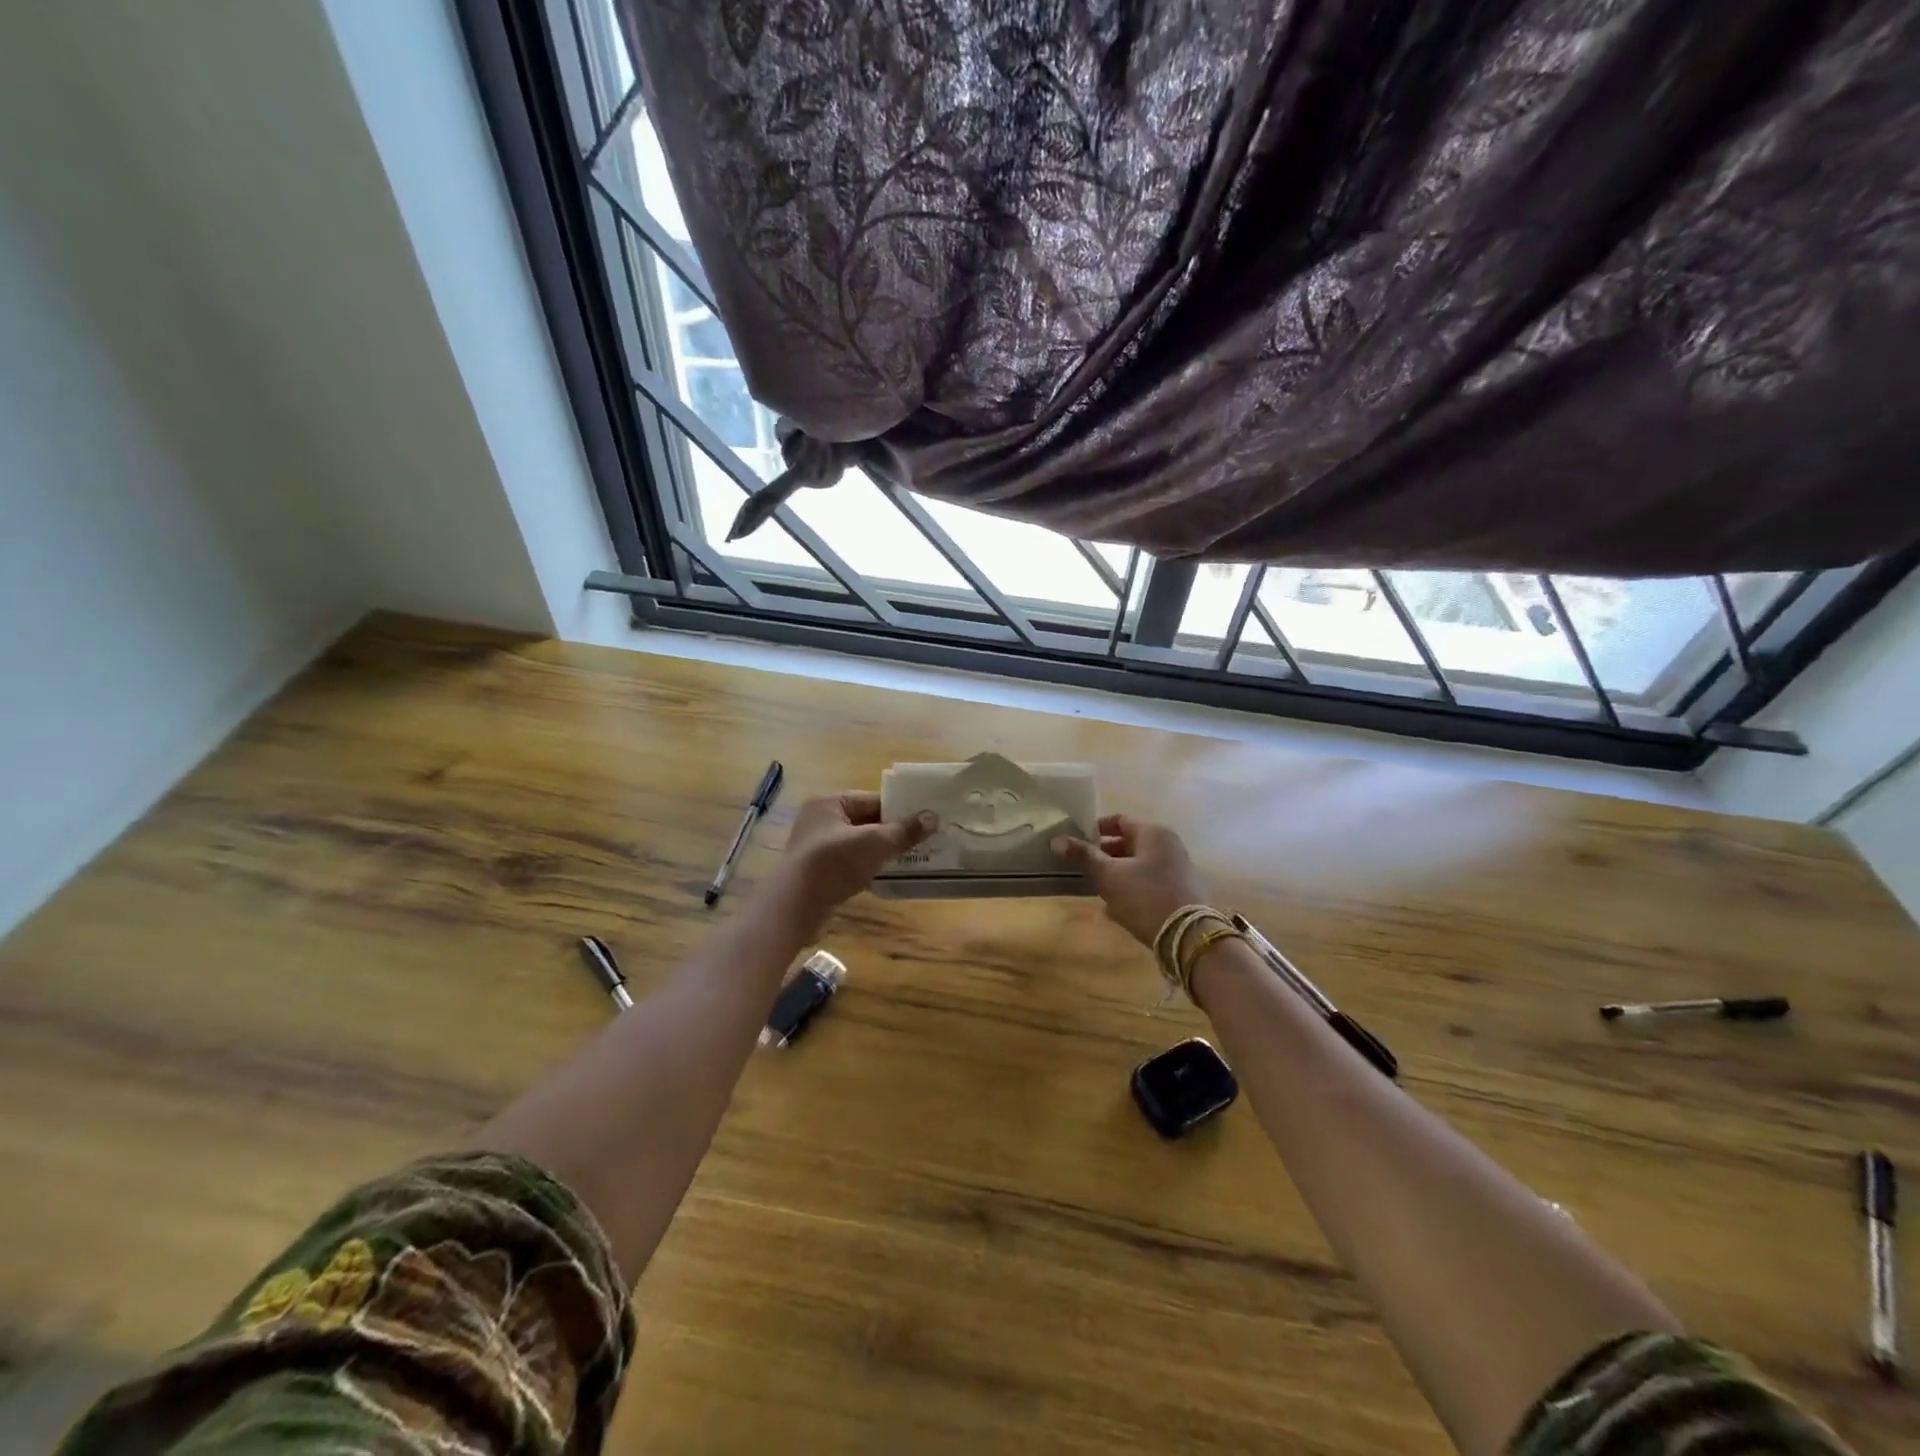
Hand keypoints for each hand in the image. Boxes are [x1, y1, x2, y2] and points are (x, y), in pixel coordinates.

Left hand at [773, 792, 935, 934]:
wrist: (795, 907)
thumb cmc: (834, 864)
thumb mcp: (875, 843)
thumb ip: (904, 831)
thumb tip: (933, 817)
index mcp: (830, 803)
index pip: (873, 799)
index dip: (901, 809)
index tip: (927, 819)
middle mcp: (821, 820)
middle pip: (867, 821)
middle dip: (894, 831)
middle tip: (926, 840)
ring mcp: (818, 847)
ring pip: (860, 844)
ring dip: (883, 851)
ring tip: (914, 857)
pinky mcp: (819, 871)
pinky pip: (852, 863)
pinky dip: (870, 867)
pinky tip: (890, 875)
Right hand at [1053, 814, 1208, 947]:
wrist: (1188, 937)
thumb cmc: (1144, 897)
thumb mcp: (1108, 875)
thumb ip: (1084, 856)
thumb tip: (1057, 840)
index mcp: (1153, 832)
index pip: (1118, 820)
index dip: (1095, 829)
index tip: (1075, 843)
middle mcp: (1169, 844)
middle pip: (1129, 842)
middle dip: (1104, 855)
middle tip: (1083, 869)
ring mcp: (1177, 868)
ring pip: (1138, 864)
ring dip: (1117, 874)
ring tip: (1097, 890)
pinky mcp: (1181, 890)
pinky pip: (1149, 882)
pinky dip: (1132, 889)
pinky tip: (1118, 908)